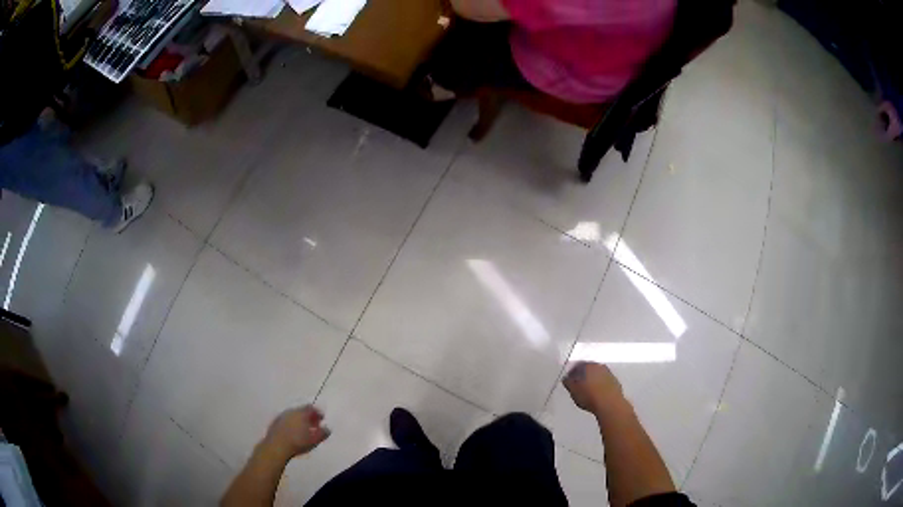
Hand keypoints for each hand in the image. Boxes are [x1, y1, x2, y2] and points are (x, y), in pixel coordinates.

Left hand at [262, 405, 329, 459]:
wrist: (276, 447)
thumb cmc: (298, 443)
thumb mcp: (314, 440)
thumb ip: (323, 433)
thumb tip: (327, 428)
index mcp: (301, 413)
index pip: (311, 407)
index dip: (317, 413)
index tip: (321, 420)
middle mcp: (291, 411)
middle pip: (302, 410)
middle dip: (308, 416)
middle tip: (313, 426)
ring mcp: (281, 416)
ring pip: (293, 415)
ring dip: (299, 420)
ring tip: (303, 430)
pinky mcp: (275, 422)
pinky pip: (286, 420)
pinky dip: (291, 423)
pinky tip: (293, 433)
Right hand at [563, 362, 625, 414]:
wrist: (610, 404)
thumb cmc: (590, 397)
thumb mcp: (573, 391)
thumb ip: (568, 383)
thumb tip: (566, 379)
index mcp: (587, 365)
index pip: (577, 365)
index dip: (572, 373)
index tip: (569, 380)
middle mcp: (599, 366)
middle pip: (588, 369)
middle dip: (583, 375)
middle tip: (578, 385)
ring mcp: (609, 373)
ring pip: (597, 374)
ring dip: (592, 380)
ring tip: (588, 391)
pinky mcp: (615, 382)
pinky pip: (605, 381)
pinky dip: (600, 385)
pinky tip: (597, 394)